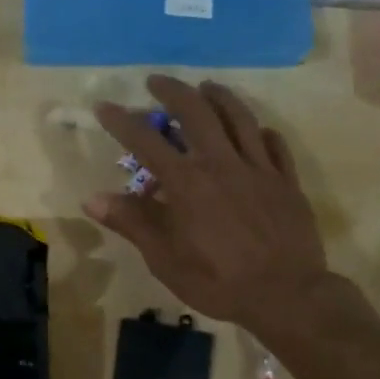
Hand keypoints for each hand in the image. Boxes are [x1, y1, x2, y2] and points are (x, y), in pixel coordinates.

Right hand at [87, 76, 342, 337]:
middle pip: (196, 112)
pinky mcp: (286, 181)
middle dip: (173, 91)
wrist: (287, 296)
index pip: (146, 141)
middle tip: (156, 82)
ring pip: (239, 117)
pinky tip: (255, 130)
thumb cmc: (218, 281)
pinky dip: (260, 131)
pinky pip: (274, 145)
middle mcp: (221, 164)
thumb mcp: (164, 259)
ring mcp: (258, 169)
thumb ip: (132, 223)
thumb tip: (92, 199)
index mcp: (187, 183)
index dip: (121, 121)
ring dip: (219, 96)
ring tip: (205, 86)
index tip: (104, 106)